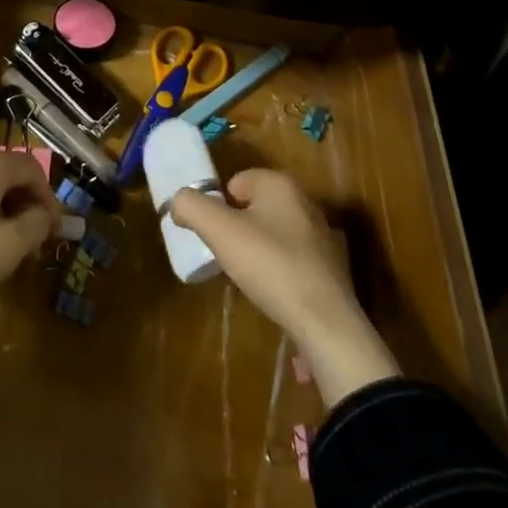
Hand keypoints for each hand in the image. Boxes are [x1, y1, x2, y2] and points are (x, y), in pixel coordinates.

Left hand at [0, 149, 59, 373]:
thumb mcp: (7, 248)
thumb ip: (36, 225)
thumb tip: (47, 216)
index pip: (33, 168)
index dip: (50, 198)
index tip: (55, 233)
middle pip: (7, 175)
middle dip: (26, 205)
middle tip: (33, 242)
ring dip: (2, 213)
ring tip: (6, 250)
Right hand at [170, 169, 399, 408]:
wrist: (326, 324)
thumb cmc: (271, 266)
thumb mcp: (220, 232)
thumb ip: (191, 207)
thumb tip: (177, 201)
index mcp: (280, 183)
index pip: (234, 183)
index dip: (218, 208)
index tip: (213, 237)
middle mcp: (304, 200)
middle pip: (253, 206)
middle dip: (237, 228)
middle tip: (227, 257)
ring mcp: (321, 234)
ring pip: (272, 232)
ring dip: (257, 249)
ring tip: (249, 277)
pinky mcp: (330, 266)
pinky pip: (290, 257)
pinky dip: (278, 269)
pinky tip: (273, 291)